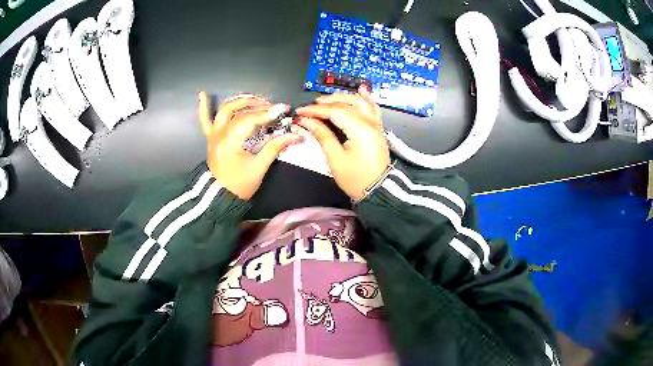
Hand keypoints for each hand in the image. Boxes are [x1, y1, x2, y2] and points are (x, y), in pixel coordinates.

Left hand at [198, 92, 301, 199]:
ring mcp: (213, 134)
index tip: (283, 109)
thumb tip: (295, 135)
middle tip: (271, 105)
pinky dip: (203, 107)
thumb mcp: (259, 168)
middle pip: (238, 110)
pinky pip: (204, 120)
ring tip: (255, 98)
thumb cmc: (239, 185)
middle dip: (257, 104)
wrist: (219, 197)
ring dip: (240, 101)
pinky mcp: (211, 138)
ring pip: (224, 110)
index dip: (267, 113)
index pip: (250, 119)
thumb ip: (274, 148)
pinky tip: (202, 94)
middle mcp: (220, 133)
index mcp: (231, 141)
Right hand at [295, 87, 390, 200]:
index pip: (335, 112)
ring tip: (327, 99)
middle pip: (347, 103)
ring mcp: (376, 125)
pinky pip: (372, 108)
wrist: (378, 191)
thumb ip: (322, 135)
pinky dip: (365, 99)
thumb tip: (307, 121)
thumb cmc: (356, 179)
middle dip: (327, 102)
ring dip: (343, 97)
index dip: (315, 110)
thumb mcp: (335, 159)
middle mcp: (370, 123)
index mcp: (360, 130)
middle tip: (311, 106)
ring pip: (360, 102)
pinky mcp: (377, 129)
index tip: (300, 112)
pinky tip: (361, 91)